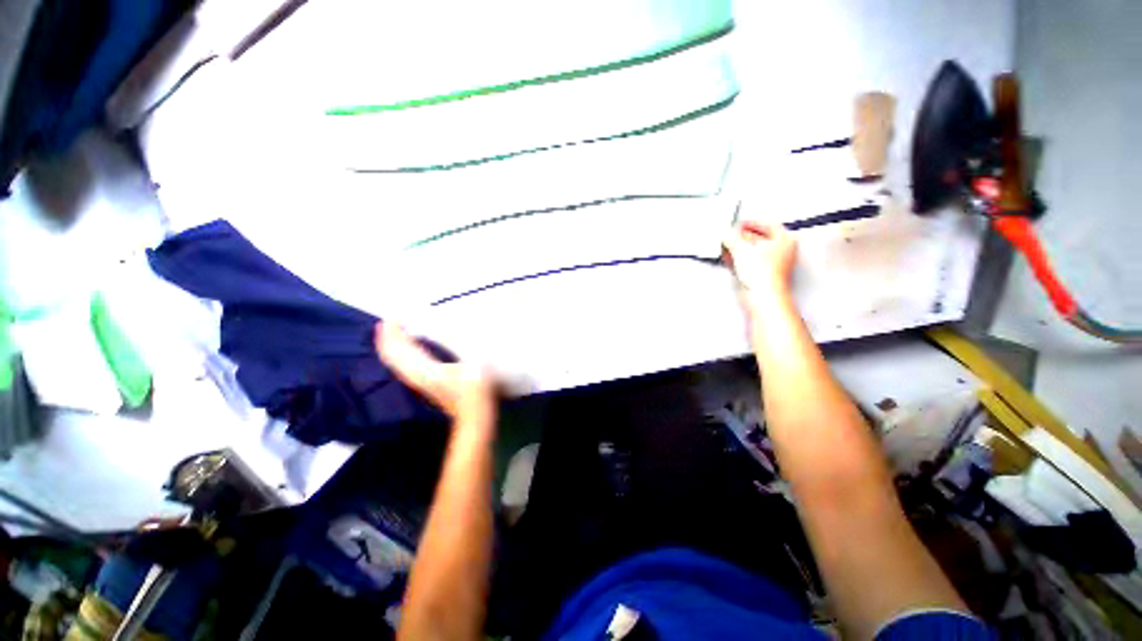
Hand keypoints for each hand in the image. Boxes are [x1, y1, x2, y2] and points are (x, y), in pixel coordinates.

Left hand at [375, 322, 495, 419]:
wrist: (474, 413)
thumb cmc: (476, 389)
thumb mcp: (474, 363)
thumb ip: (463, 347)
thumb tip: (456, 330)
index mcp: (426, 369)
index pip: (401, 349)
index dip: (394, 333)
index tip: (391, 317)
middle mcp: (417, 376)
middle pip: (394, 356)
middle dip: (387, 338)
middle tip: (386, 321)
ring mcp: (419, 382)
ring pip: (396, 363)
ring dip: (391, 347)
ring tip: (390, 333)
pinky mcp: (425, 385)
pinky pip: (403, 368)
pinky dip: (397, 357)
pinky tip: (403, 353)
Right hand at [722, 221, 797, 303]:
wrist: (762, 296)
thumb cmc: (763, 273)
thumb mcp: (741, 248)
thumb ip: (732, 238)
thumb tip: (727, 235)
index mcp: (786, 240)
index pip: (769, 224)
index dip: (752, 222)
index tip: (741, 224)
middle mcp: (784, 252)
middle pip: (762, 239)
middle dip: (744, 237)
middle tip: (732, 235)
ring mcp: (774, 265)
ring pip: (755, 252)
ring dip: (740, 249)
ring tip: (728, 247)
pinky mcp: (764, 277)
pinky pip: (751, 263)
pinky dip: (741, 260)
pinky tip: (731, 259)